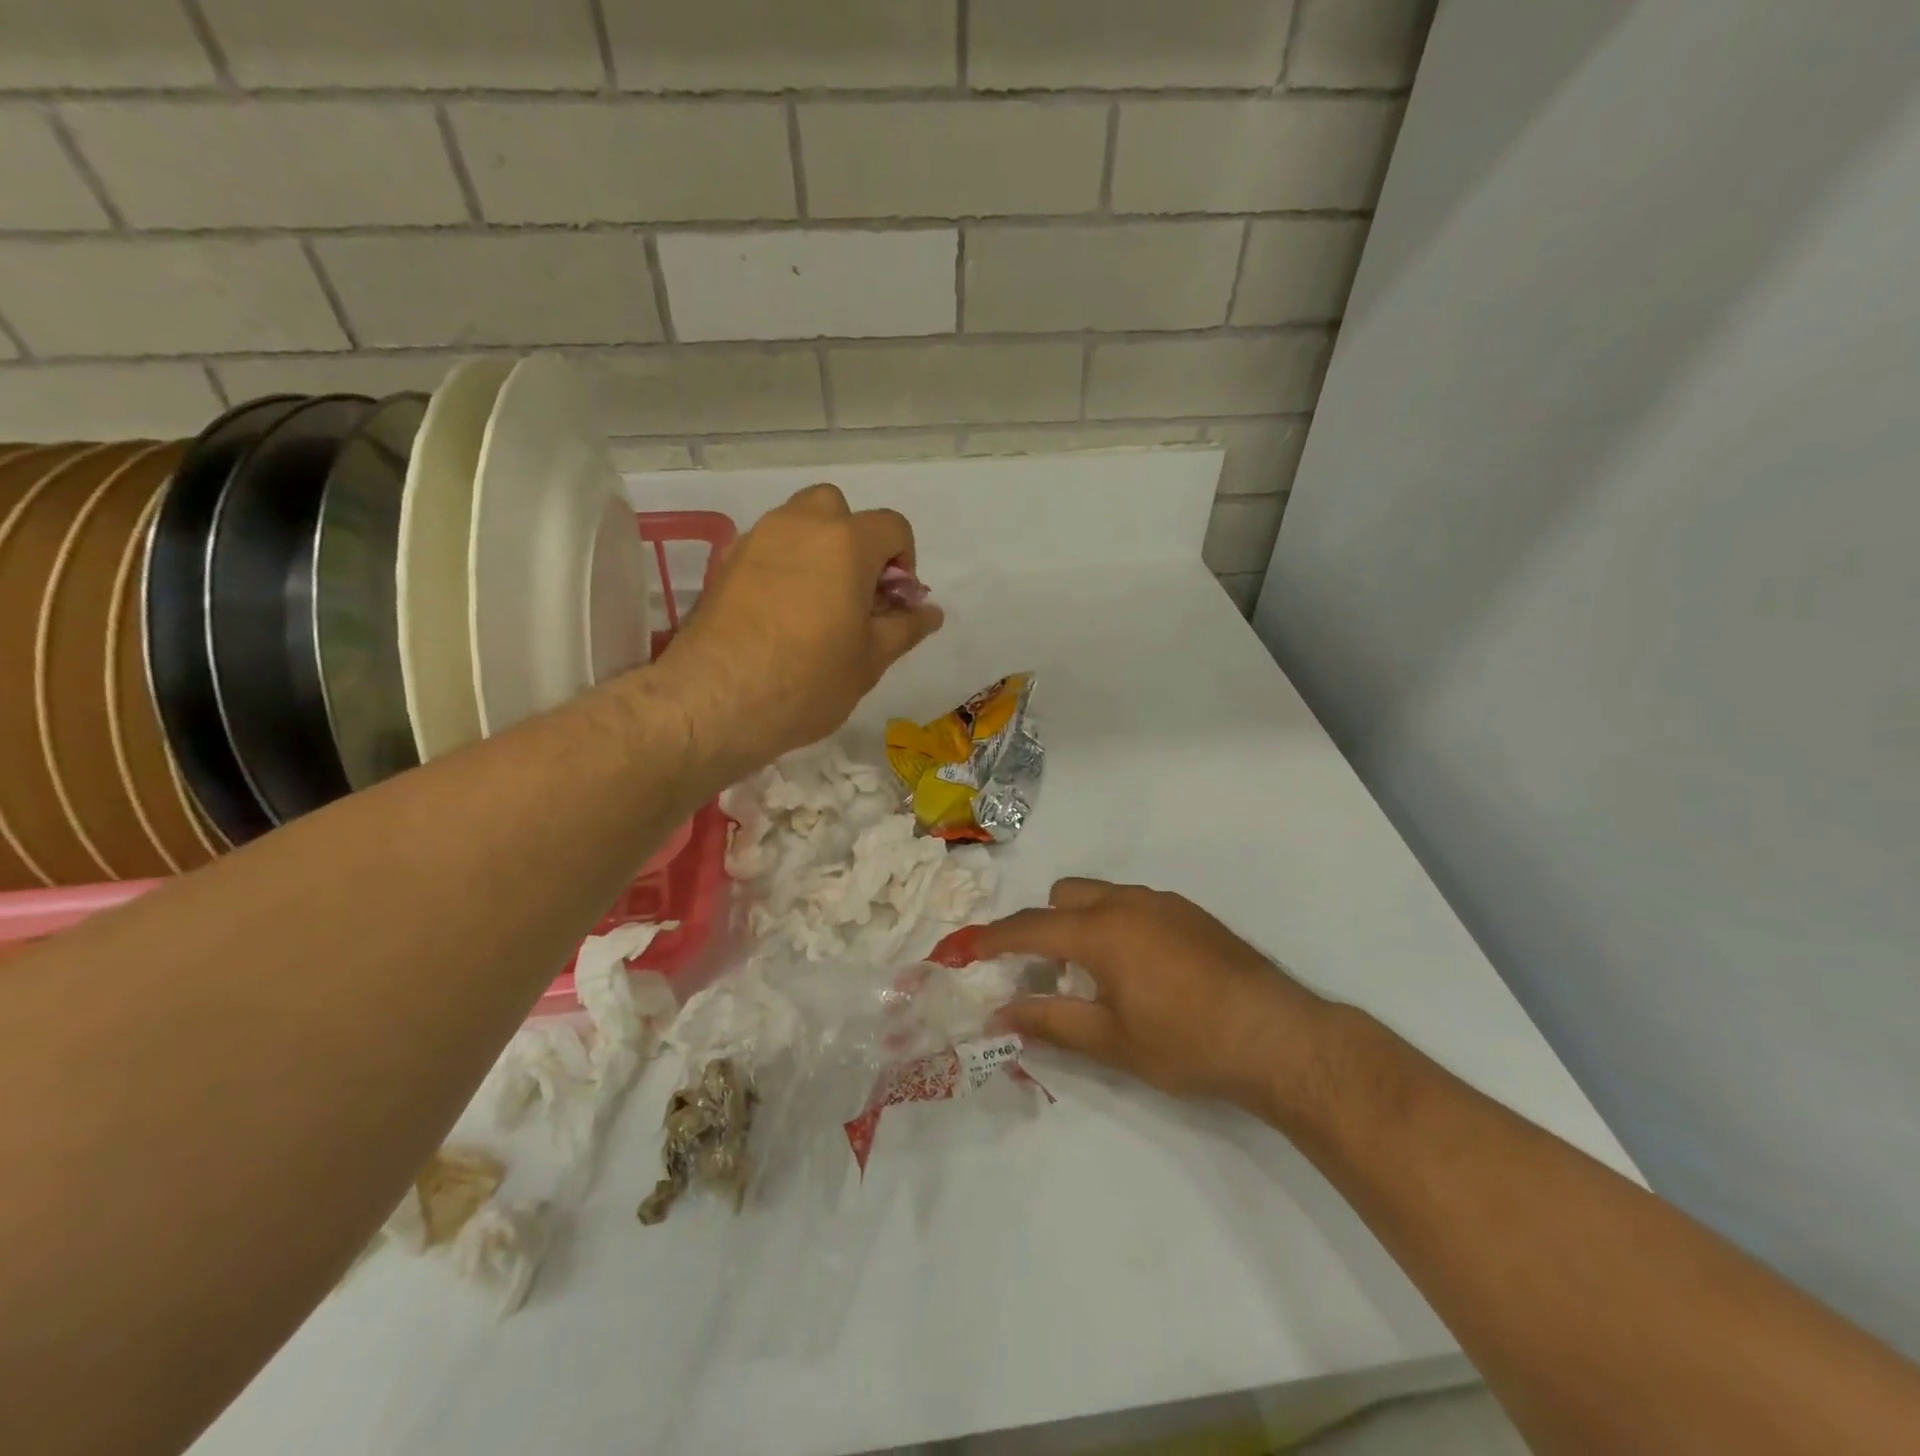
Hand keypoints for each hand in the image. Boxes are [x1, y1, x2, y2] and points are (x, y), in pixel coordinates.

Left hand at [657, 484, 943, 772]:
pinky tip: (780, 615)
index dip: (904, 562)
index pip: (893, 526)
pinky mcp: (724, 564)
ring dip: (817, 551)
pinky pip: (766, 549)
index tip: (893, 604)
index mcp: (846, 542)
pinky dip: (782, 566)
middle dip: (855, 542)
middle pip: (838, 510)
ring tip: (816, 607)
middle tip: (855, 594)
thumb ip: (905, 626)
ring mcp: (755, 540)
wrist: (715, 701)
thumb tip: (930, 611)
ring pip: (797, 525)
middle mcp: (799, 525)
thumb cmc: (808, 680)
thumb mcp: (871, 660)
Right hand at [973, 879, 1336, 1121]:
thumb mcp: (1112, 1042)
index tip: (955, 951)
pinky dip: (1117, 926)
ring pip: (1100, 896)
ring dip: (1081, 925)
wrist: (1280, 1037)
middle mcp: (1127, 902)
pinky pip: (1134, 905)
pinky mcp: (1190, 912)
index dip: (987, 940)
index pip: (1028, 929)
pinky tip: (1144, 973)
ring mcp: (1163, 902)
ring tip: (1100, 979)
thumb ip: (1050, 1022)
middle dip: (1043, 928)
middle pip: (1063, 896)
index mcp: (1101, 932)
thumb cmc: (1188, 1044)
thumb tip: (999, 1014)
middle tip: (1050, 977)